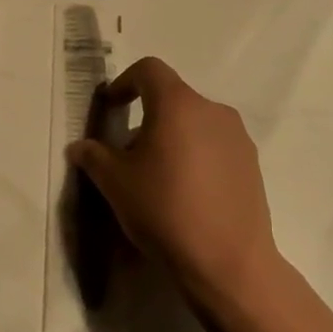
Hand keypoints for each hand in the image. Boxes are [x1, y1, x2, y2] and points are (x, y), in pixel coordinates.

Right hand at [67, 57, 280, 311]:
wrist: (228, 262)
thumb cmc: (164, 211)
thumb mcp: (115, 183)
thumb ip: (94, 156)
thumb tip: (80, 147)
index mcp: (177, 104)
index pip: (149, 70)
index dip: (125, 82)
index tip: (112, 108)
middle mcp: (212, 109)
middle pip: (172, 98)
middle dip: (146, 118)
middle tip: (129, 155)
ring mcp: (237, 136)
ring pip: (195, 122)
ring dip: (173, 137)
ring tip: (159, 178)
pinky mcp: (252, 162)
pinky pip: (215, 145)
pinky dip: (196, 155)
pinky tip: (188, 194)